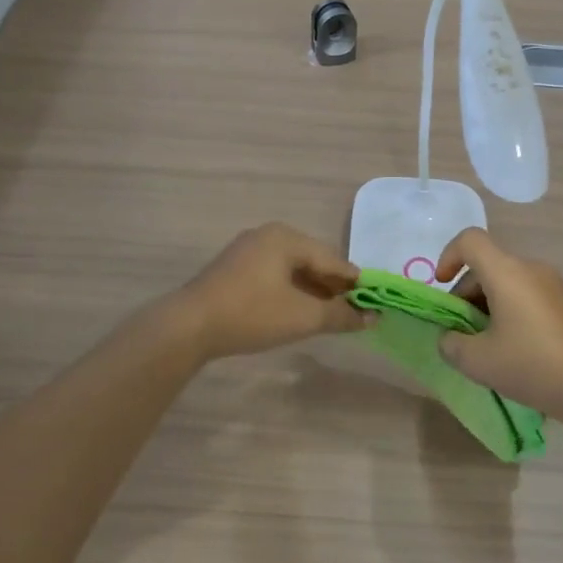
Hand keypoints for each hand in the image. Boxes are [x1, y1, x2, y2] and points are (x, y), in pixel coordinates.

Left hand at [174, 224, 370, 360]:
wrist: (189, 326)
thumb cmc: (252, 314)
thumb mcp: (303, 317)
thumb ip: (340, 315)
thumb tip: (372, 318)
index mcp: (286, 237)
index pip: (332, 259)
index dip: (354, 283)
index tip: (373, 303)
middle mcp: (267, 235)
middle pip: (312, 260)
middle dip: (332, 287)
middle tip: (351, 312)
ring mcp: (246, 250)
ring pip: (291, 269)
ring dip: (311, 291)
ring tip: (327, 315)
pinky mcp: (232, 269)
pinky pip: (272, 275)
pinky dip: (289, 291)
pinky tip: (295, 311)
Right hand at [434, 229, 562, 430]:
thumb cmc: (533, 366)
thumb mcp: (478, 362)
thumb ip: (451, 344)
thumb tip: (450, 337)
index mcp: (507, 272)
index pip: (469, 240)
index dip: (447, 257)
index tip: (441, 289)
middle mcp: (530, 269)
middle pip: (487, 265)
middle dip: (464, 294)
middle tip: (459, 333)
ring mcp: (552, 285)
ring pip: (506, 282)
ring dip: (486, 306)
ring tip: (484, 347)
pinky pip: (525, 295)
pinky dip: (508, 312)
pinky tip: (512, 350)